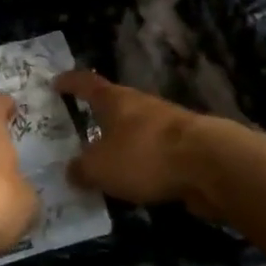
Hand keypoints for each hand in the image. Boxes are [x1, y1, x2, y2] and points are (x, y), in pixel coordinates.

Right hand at [54, 69, 208, 209]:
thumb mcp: (100, 167)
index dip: (70, 83)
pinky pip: (153, 154)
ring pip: (135, 131)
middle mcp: (140, 105)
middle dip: (96, 118)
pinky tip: (133, 183)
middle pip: (113, 106)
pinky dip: (141, 164)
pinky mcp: (185, 148)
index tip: (56, 82)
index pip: (86, 83)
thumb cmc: (145, 155)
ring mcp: (166, 125)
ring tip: (103, 164)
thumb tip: (72, 171)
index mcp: (115, 100)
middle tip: (77, 133)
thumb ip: (81, 169)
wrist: (210, 165)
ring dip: (120, 144)